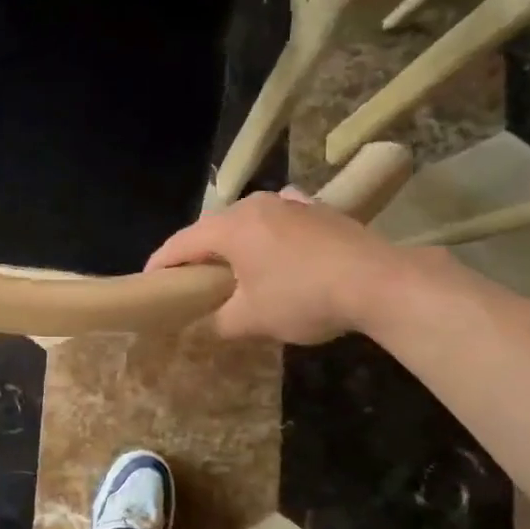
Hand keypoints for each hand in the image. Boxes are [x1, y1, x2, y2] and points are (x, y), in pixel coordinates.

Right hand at [145, 190, 415, 343]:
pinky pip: (279, 219)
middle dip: (198, 255)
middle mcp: (255, 205)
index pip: (181, 244)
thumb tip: (207, 325)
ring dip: (234, 244)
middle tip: (190, 282)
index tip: (149, 283)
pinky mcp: (319, 210)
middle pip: (212, 229)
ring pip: (247, 221)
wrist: (380, 282)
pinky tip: (276, 245)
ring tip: (233, 268)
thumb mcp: (253, 319)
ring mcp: (290, 204)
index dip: (160, 265)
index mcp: (230, 227)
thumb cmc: (304, 297)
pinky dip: (267, 234)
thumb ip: (219, 322)